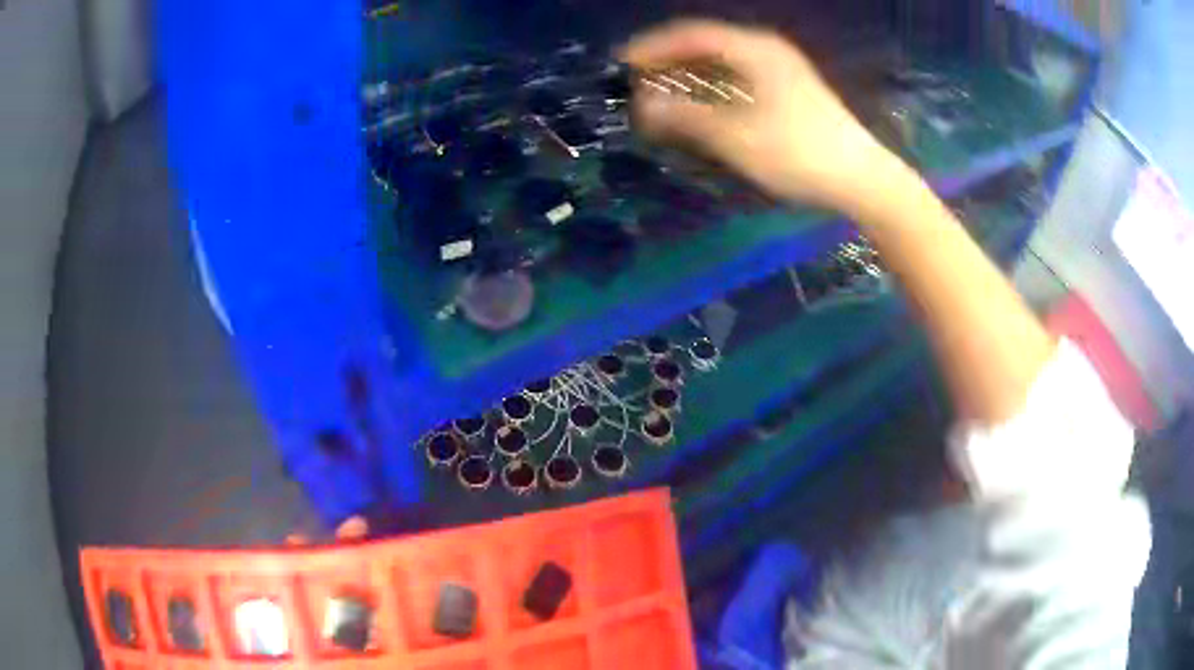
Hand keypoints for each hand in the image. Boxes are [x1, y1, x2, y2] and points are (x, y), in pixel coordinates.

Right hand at [623, 19, 905, 215]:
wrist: (862, 179)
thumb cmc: (798, 154)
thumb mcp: (736, 137)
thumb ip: (686, 117)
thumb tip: (643, 105)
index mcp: (754, 49)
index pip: (691, 34)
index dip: (653, 46)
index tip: (622, 62)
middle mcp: (768, 49)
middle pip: (707, 43)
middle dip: (670, 58)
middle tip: (638, 78)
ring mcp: (784, 69)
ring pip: (725, 60)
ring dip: (691, 72)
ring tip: (662, 90)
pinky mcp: (792, 90)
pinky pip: (740, 75)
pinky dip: (714, 85)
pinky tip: (703, 103)